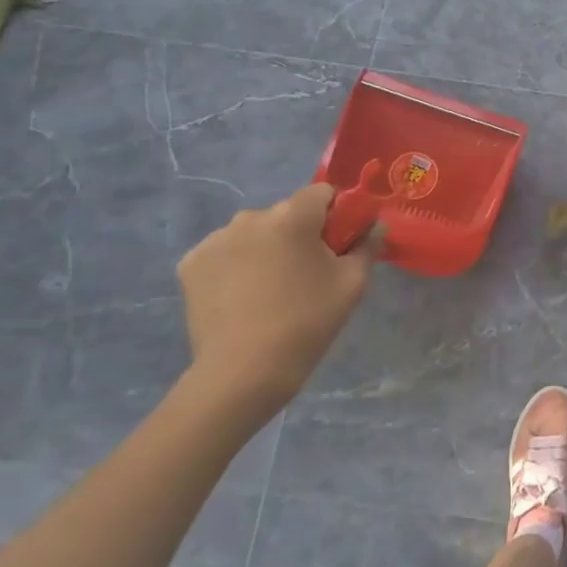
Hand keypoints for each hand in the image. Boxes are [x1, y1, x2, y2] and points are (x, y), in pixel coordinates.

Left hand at [178, 184, 381, 423]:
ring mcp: (216, 240)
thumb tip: (375, 226)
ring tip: (272, 287)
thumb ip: (368, 245)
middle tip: (308, 272)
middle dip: (301, 233)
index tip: (340, 244)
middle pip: (288, 212)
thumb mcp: (353, 283)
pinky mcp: (191, 264)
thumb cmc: (307, 322)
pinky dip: (236, 264)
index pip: (323, 193)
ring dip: (267, 247)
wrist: (243, 373)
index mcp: (293, 216)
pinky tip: (242, 295)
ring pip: (255, 232)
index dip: (337, 214)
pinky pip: (226, 251)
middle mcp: (251, 217)